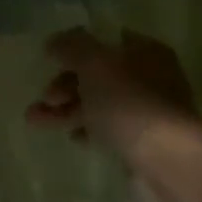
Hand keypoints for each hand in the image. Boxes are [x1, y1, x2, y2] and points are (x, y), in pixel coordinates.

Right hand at [28, 29, 200, 164]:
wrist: (167, 161)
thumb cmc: (130, 103)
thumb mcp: (95, 64)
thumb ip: (72, 47)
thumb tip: (54, 41)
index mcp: (145, 51)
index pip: (106, 41)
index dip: (76, 49)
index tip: (50, 61)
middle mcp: (150, 77)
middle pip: (100, 75)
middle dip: (66, 85)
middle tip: (45, 98)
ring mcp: (148, 111)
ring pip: (101, 103)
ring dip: (67, 109)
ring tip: (34, 121)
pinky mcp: (144, 142)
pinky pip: (110, 129)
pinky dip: (88, 130)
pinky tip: (73, 138)